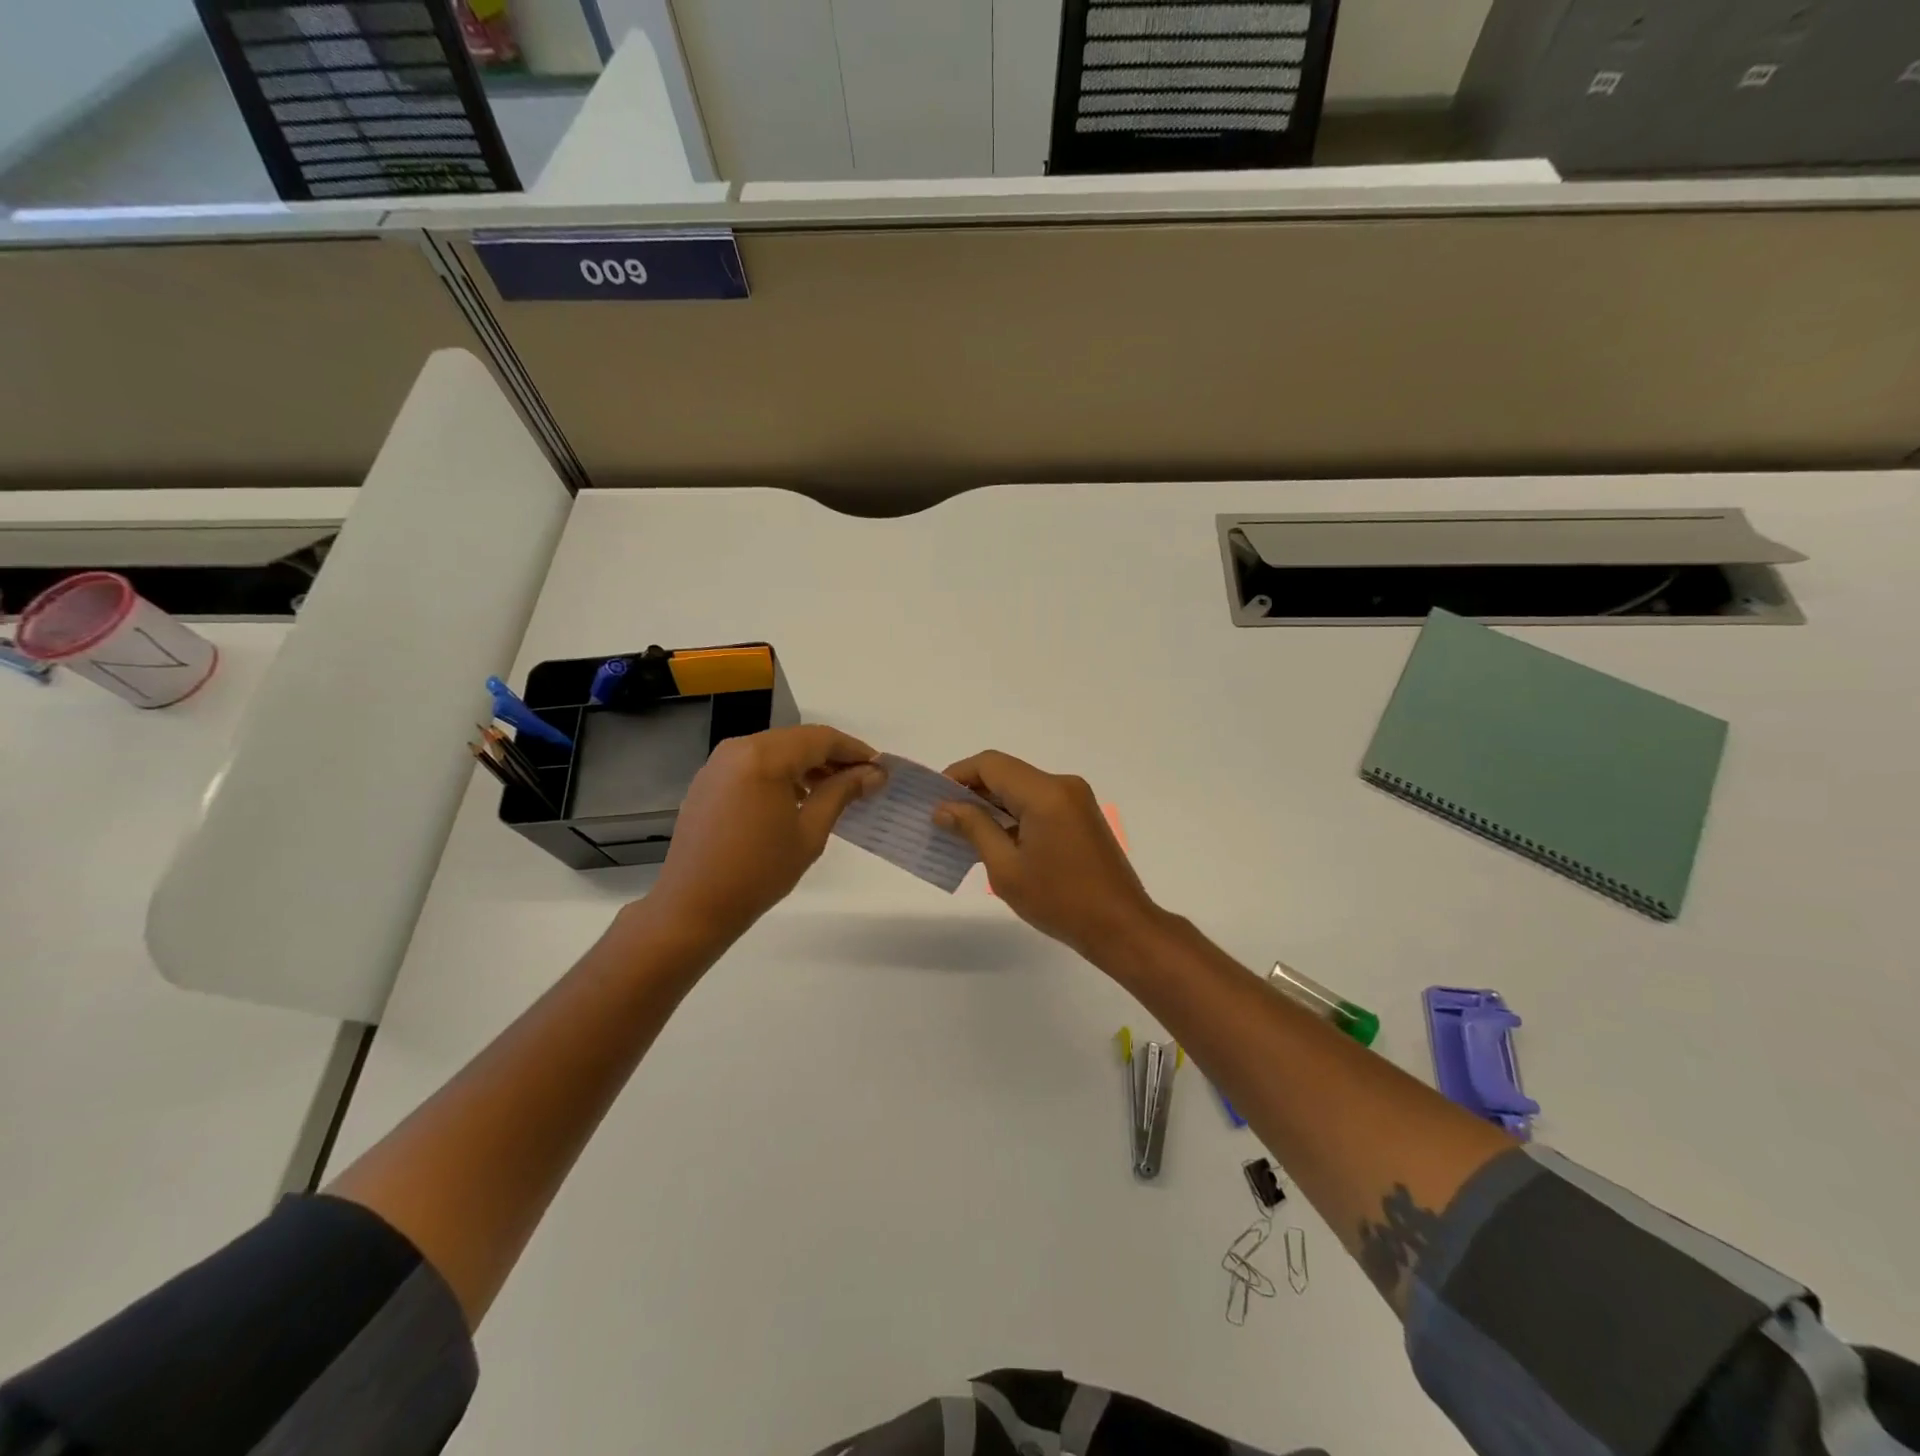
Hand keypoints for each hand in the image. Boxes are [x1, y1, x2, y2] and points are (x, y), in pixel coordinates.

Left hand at [648, 725, 882, 941]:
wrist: (693, 906)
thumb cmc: (759, 871)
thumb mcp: (810, 832)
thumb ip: (842, 793)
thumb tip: (874, 773)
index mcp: (765, 756)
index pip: (821, 738)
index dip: (855, 750)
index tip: (880, 769)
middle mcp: (739, 748)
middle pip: (798, 740)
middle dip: (832, 758)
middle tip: (861, 782)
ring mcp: (718, 763)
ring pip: (776, 751)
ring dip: (807, 765)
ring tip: (833, 793)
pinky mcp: (708, 781)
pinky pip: (754, 764)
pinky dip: (780, 774)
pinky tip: (796, 800)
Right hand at [935, 750, 1160, 962]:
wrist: (1121, 926)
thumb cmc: (1059, 901)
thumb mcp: (1006, 868)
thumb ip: (974, 829)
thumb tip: (945, 808)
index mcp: (1045, 793)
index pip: (990, 765)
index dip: (957, 775)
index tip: (934, 799)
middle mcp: (1063, 785)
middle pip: (1007, 772)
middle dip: (973, 791)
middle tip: (943, 818)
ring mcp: (1077, 799)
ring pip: (1022, 787)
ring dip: (993, 803)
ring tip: (964, 832)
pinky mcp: (1082, 815)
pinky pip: (1039, 802)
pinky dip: (1015, 813)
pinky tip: (997, 839)